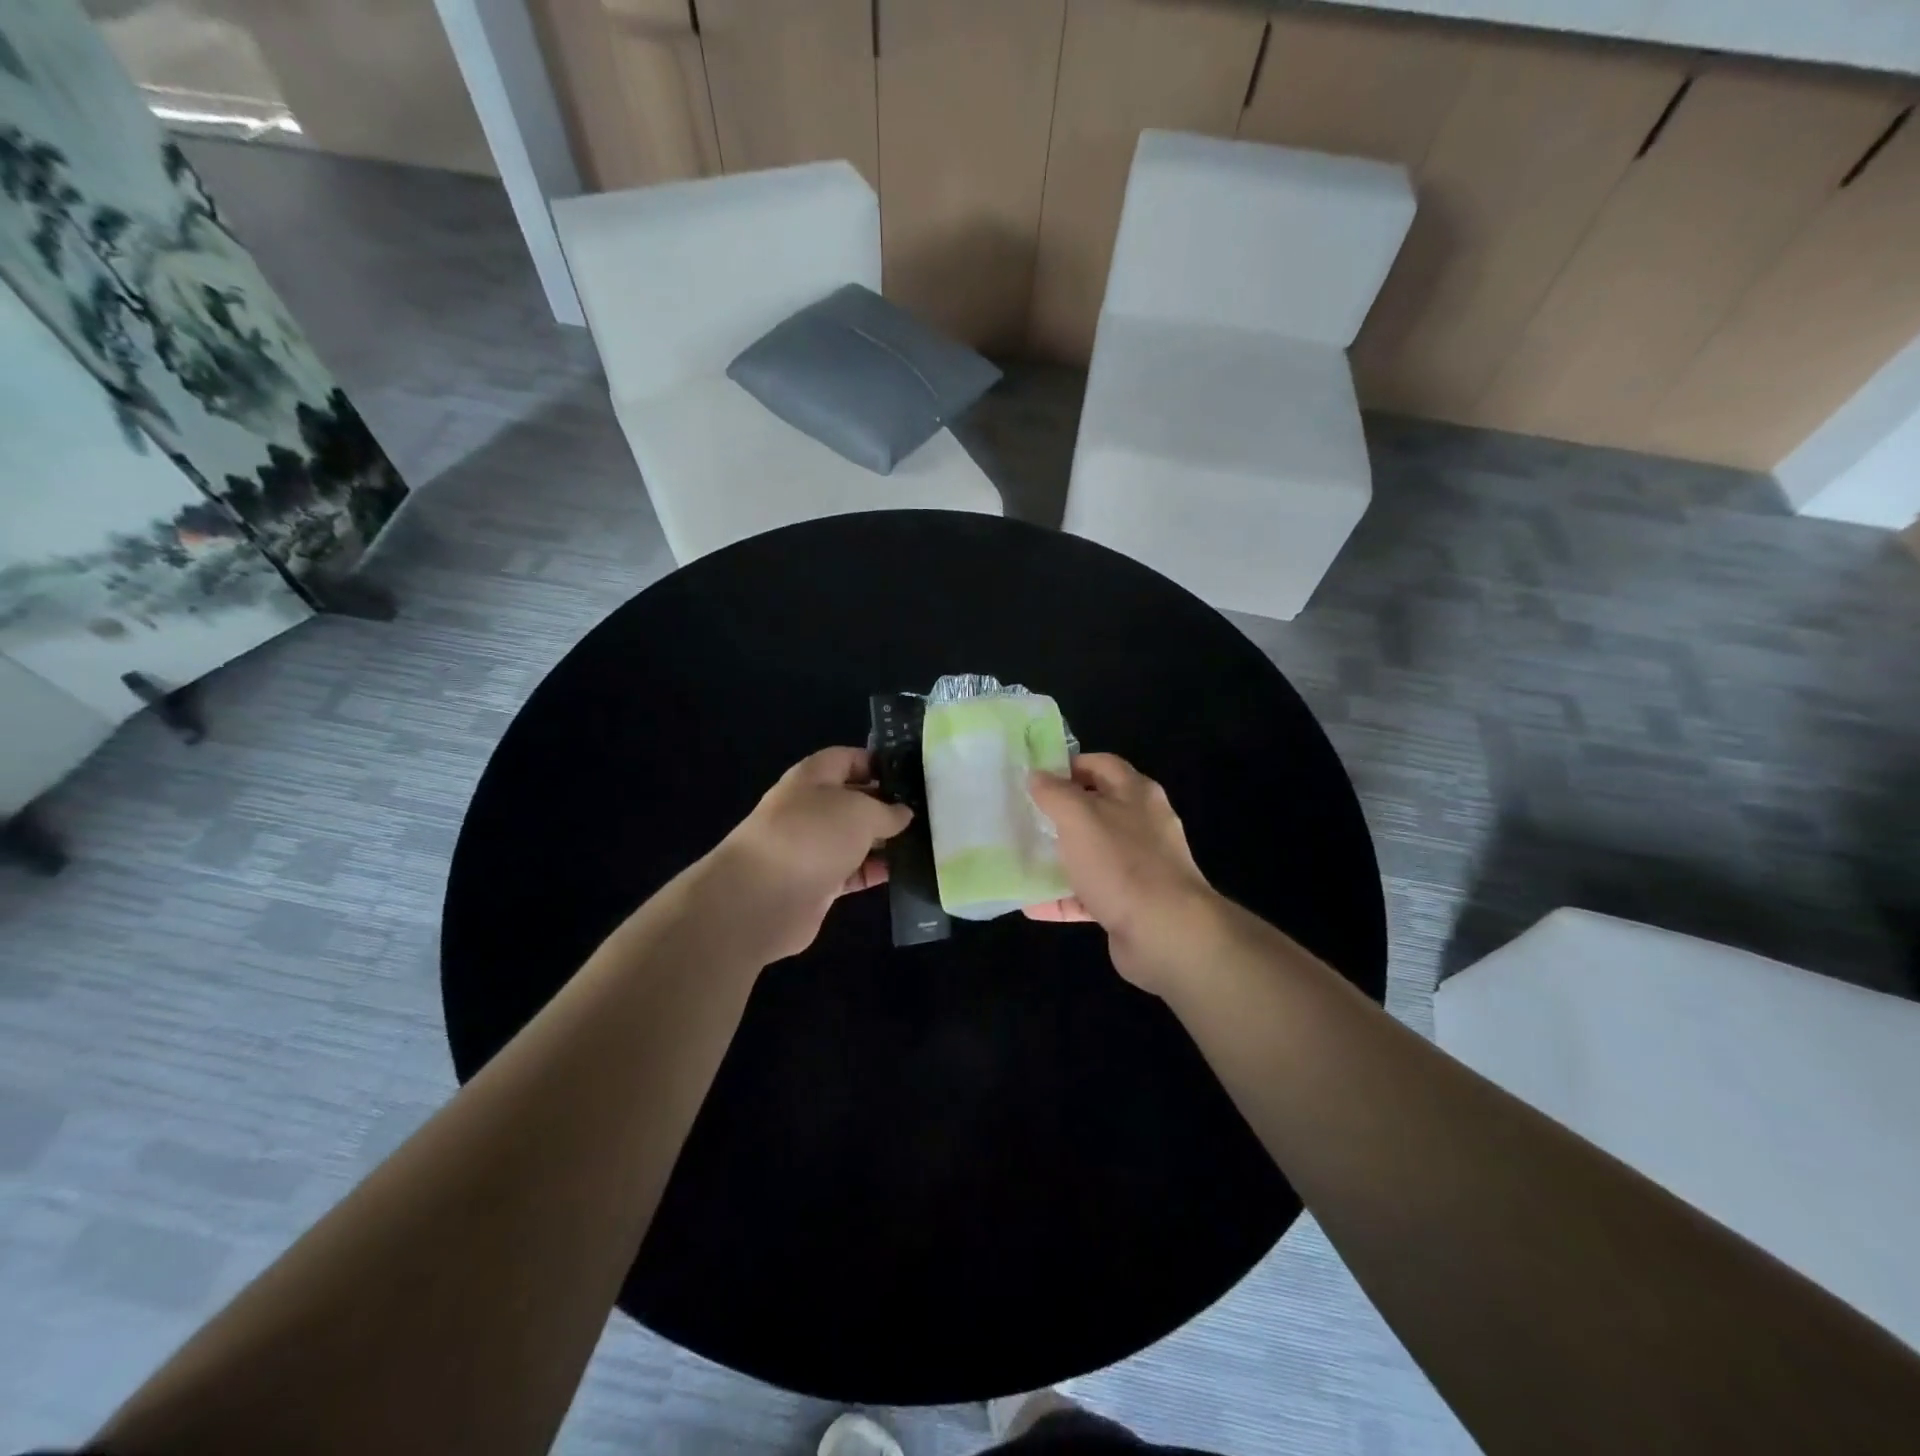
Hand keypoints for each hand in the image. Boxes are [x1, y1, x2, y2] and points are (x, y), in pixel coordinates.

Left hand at [704, 747, 912, 963]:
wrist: (761, 899)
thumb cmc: (812, 836)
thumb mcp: (859, 811)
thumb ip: (887, 810)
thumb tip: (903, 814)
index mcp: (813, 777)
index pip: (849, 759)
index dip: (880, 763)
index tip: (914, 777)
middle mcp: (811, 808)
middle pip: (855, 800)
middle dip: (888, 805)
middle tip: (930, 811)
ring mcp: (813, 847)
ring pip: (857, 838)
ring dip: (886, 841)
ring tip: (927, 842)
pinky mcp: (819, 883)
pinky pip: (854, 871)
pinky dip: (876, 871)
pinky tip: (906, 872)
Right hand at [1025, 753, 1220, 992]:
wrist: (1166, 933)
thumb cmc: (1122, 863)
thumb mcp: (1079, 818)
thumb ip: (1055, 794)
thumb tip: (1036, 776)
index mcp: (1136, 794)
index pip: (1101, 764)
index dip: (1069, 765)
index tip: (1035, 776)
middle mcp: (1141, 826)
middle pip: (1096, 809)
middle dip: (1060, 813)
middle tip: (1023, 816)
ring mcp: (1138, 867)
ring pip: (1091, 854)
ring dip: (1059, 857)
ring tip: (1022, 858)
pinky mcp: (1130, 904)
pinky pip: (1090, 896)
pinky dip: (1063, 898)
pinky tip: (1032, 904)